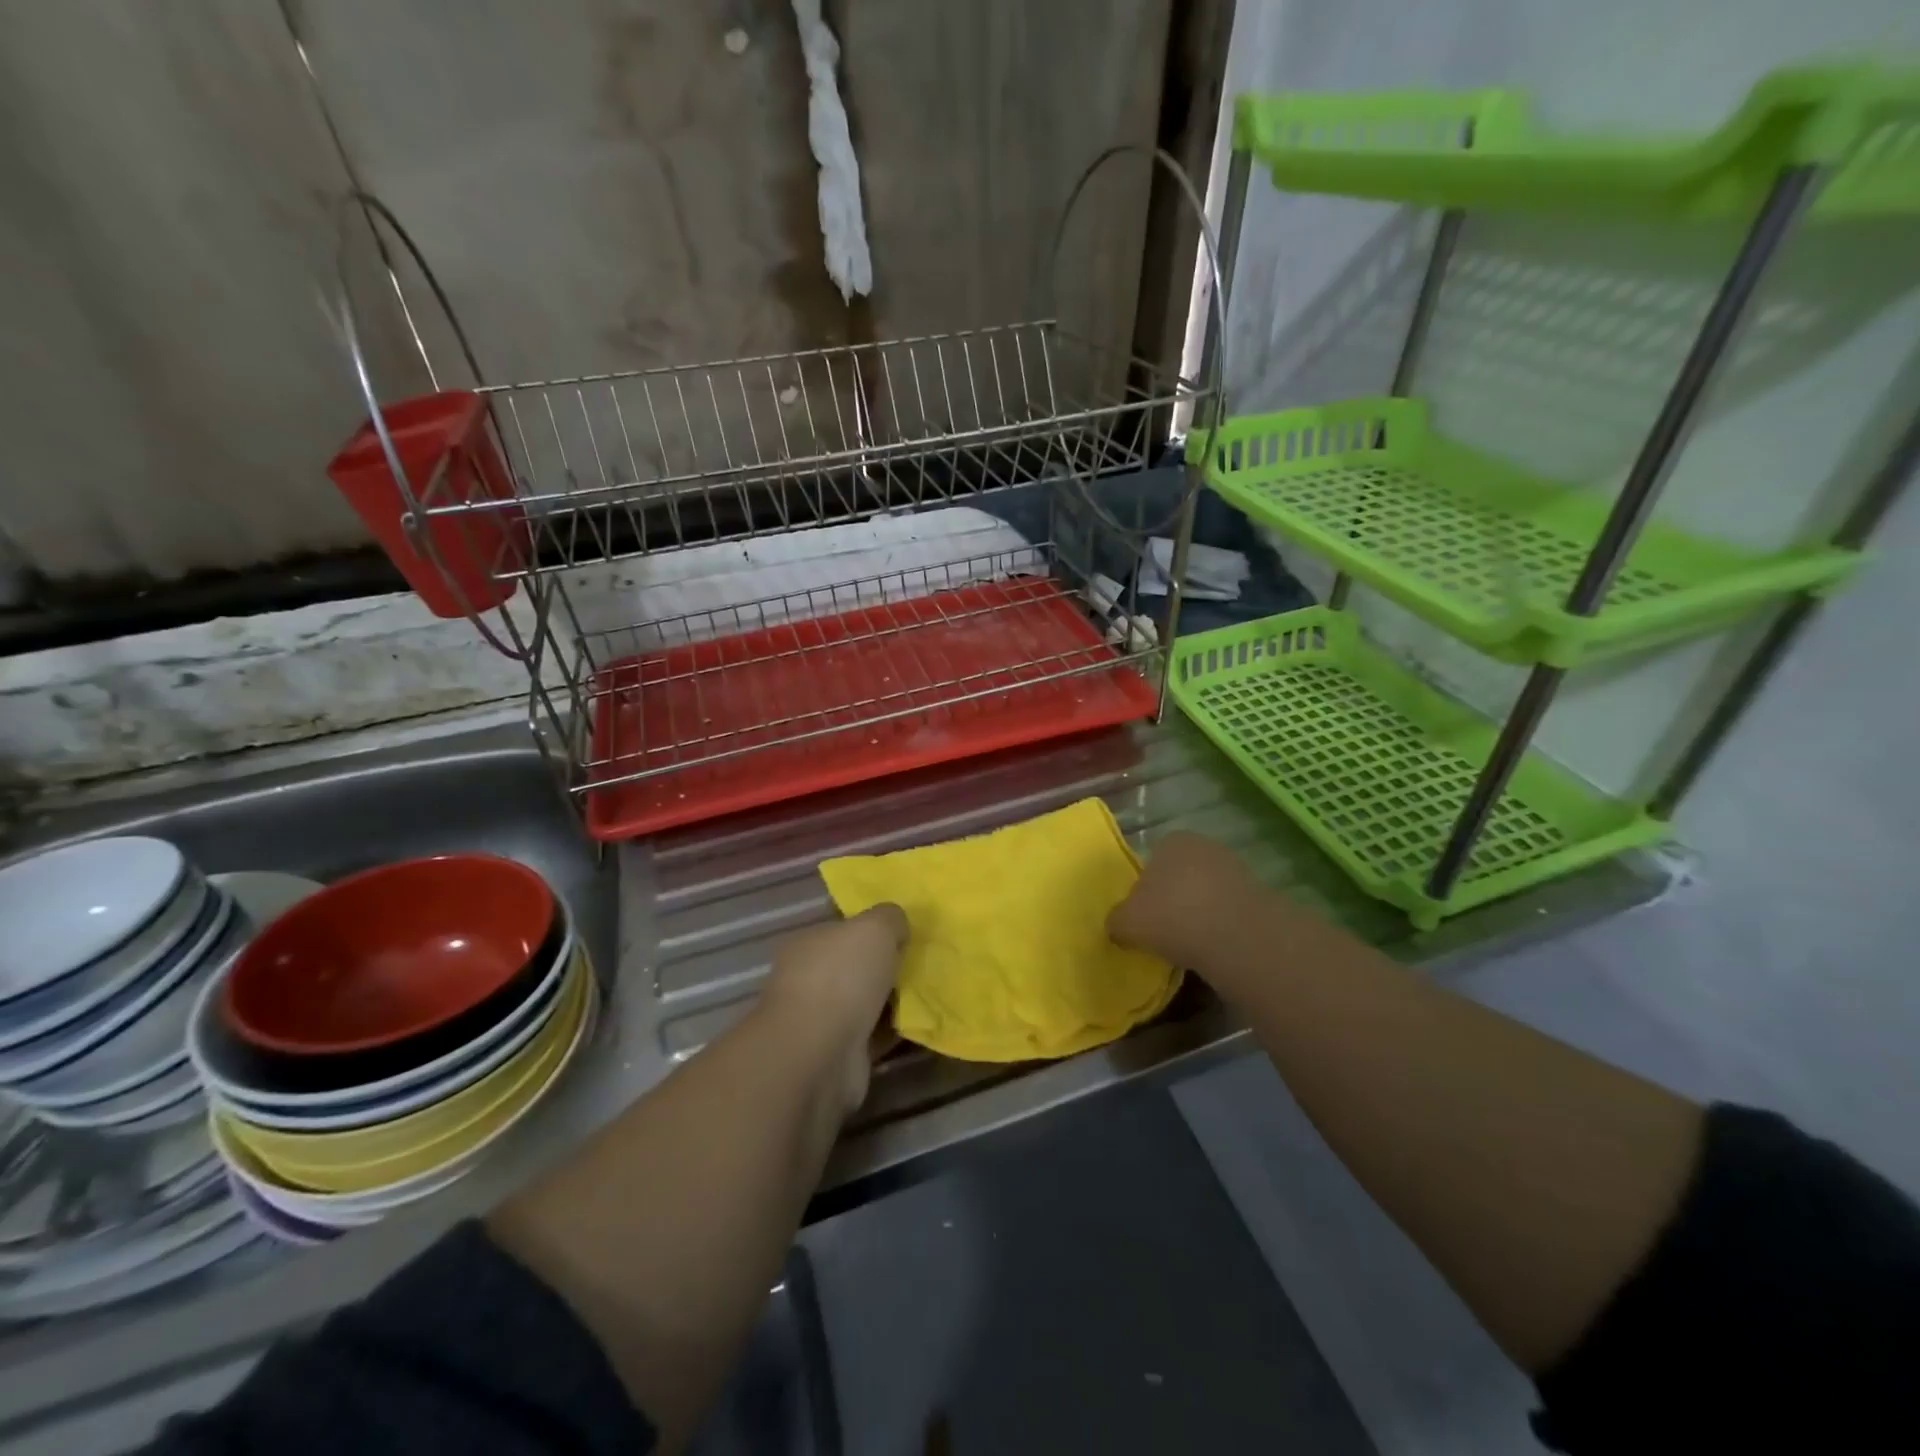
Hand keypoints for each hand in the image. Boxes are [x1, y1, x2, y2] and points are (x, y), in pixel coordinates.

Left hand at [758, 904, 908, 1113]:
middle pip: (855, 965)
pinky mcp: (840, 1053)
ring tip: (929, 990)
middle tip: (922, 959)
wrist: (820, 1053)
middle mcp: (810, 979)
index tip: (903, 929)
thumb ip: (889, 918)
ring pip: (866, 1000)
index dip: (870, 926)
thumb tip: (897, 925)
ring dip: (892, 998)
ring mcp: (822, 1019)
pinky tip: (922, 1022)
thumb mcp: (874, 927)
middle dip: (884, 964)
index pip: (840, 928)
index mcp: (808, 942)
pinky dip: (895, 1029)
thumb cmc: (841, 977)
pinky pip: (875, 1034)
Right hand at [1108, 831, 1268, 974]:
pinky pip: (1229, 912)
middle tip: (1163, 930)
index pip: (1152, 860)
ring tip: (1188, 945)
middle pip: (1180, 874)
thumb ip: (1116, 920)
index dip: (1144, 888)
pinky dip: (1221, 927)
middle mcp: (1204, 846)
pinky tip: (1214, 949)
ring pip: (1206, 893)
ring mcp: (1236, 869)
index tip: (1142, 915)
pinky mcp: (1260, 896)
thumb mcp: (1127, 922)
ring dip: (1198, 913)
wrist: (1237, 937)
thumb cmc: (1172, 916)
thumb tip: (1117, 925)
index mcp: (1171, 841)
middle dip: (1173, 898)